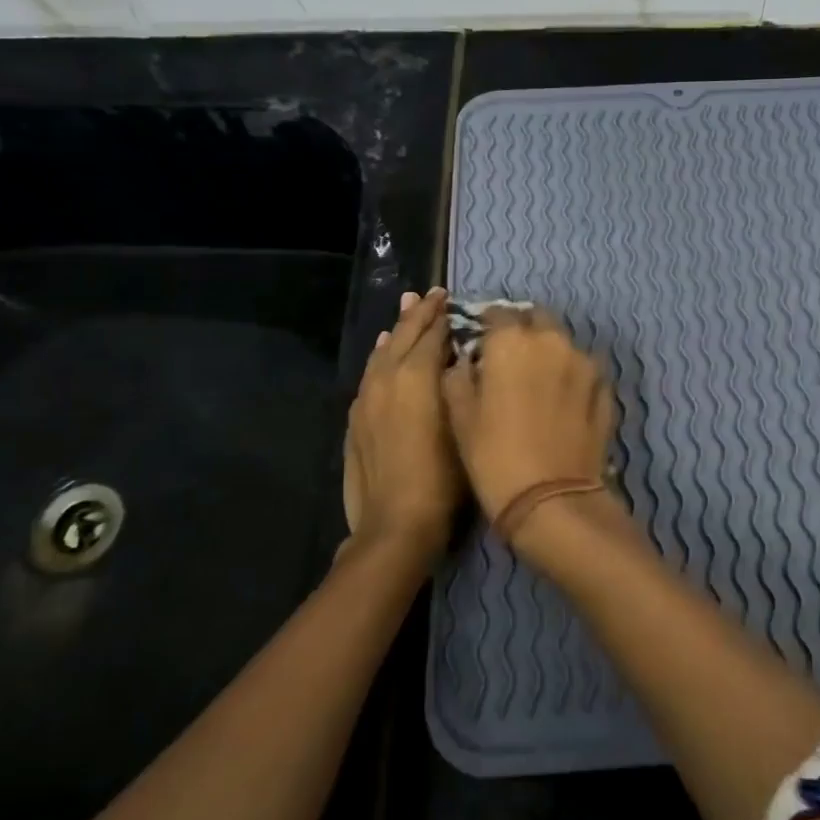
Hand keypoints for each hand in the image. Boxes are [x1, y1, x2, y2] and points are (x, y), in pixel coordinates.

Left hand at [340, 288, 458, 565]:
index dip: (443, 315)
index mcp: (415, 375)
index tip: (451, 298)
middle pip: (403, 335)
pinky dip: (380, 355)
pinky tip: (383, 352)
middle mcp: (387, 378)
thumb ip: (456, 384)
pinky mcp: (357, 419)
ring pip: (383, 351)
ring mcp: (367, 398)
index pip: (431, 333)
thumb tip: (455, 356)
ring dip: (397, 330)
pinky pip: (370, 373)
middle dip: (418, 314)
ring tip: (406, 311)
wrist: (396, 524)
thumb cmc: (444, 477)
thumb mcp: (463, 425)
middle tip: (431, 295)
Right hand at [442, 306, 614, 538]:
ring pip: (564, 342)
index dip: (487, 325)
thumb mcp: (460, 418)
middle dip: (524, 329)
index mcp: (512, 342)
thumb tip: (465, 361)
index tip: (481, 340)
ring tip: (539, 379)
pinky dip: (572, 375)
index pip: (498, 313)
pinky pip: (585, 369)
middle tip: (511, 356)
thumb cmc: (494, 457)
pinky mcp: (605, 389)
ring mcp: (585, 363)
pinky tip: (563, 399)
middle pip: (538, 318)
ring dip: (550, 351)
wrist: (552, 500)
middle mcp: (552, 341)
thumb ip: (459, 377)